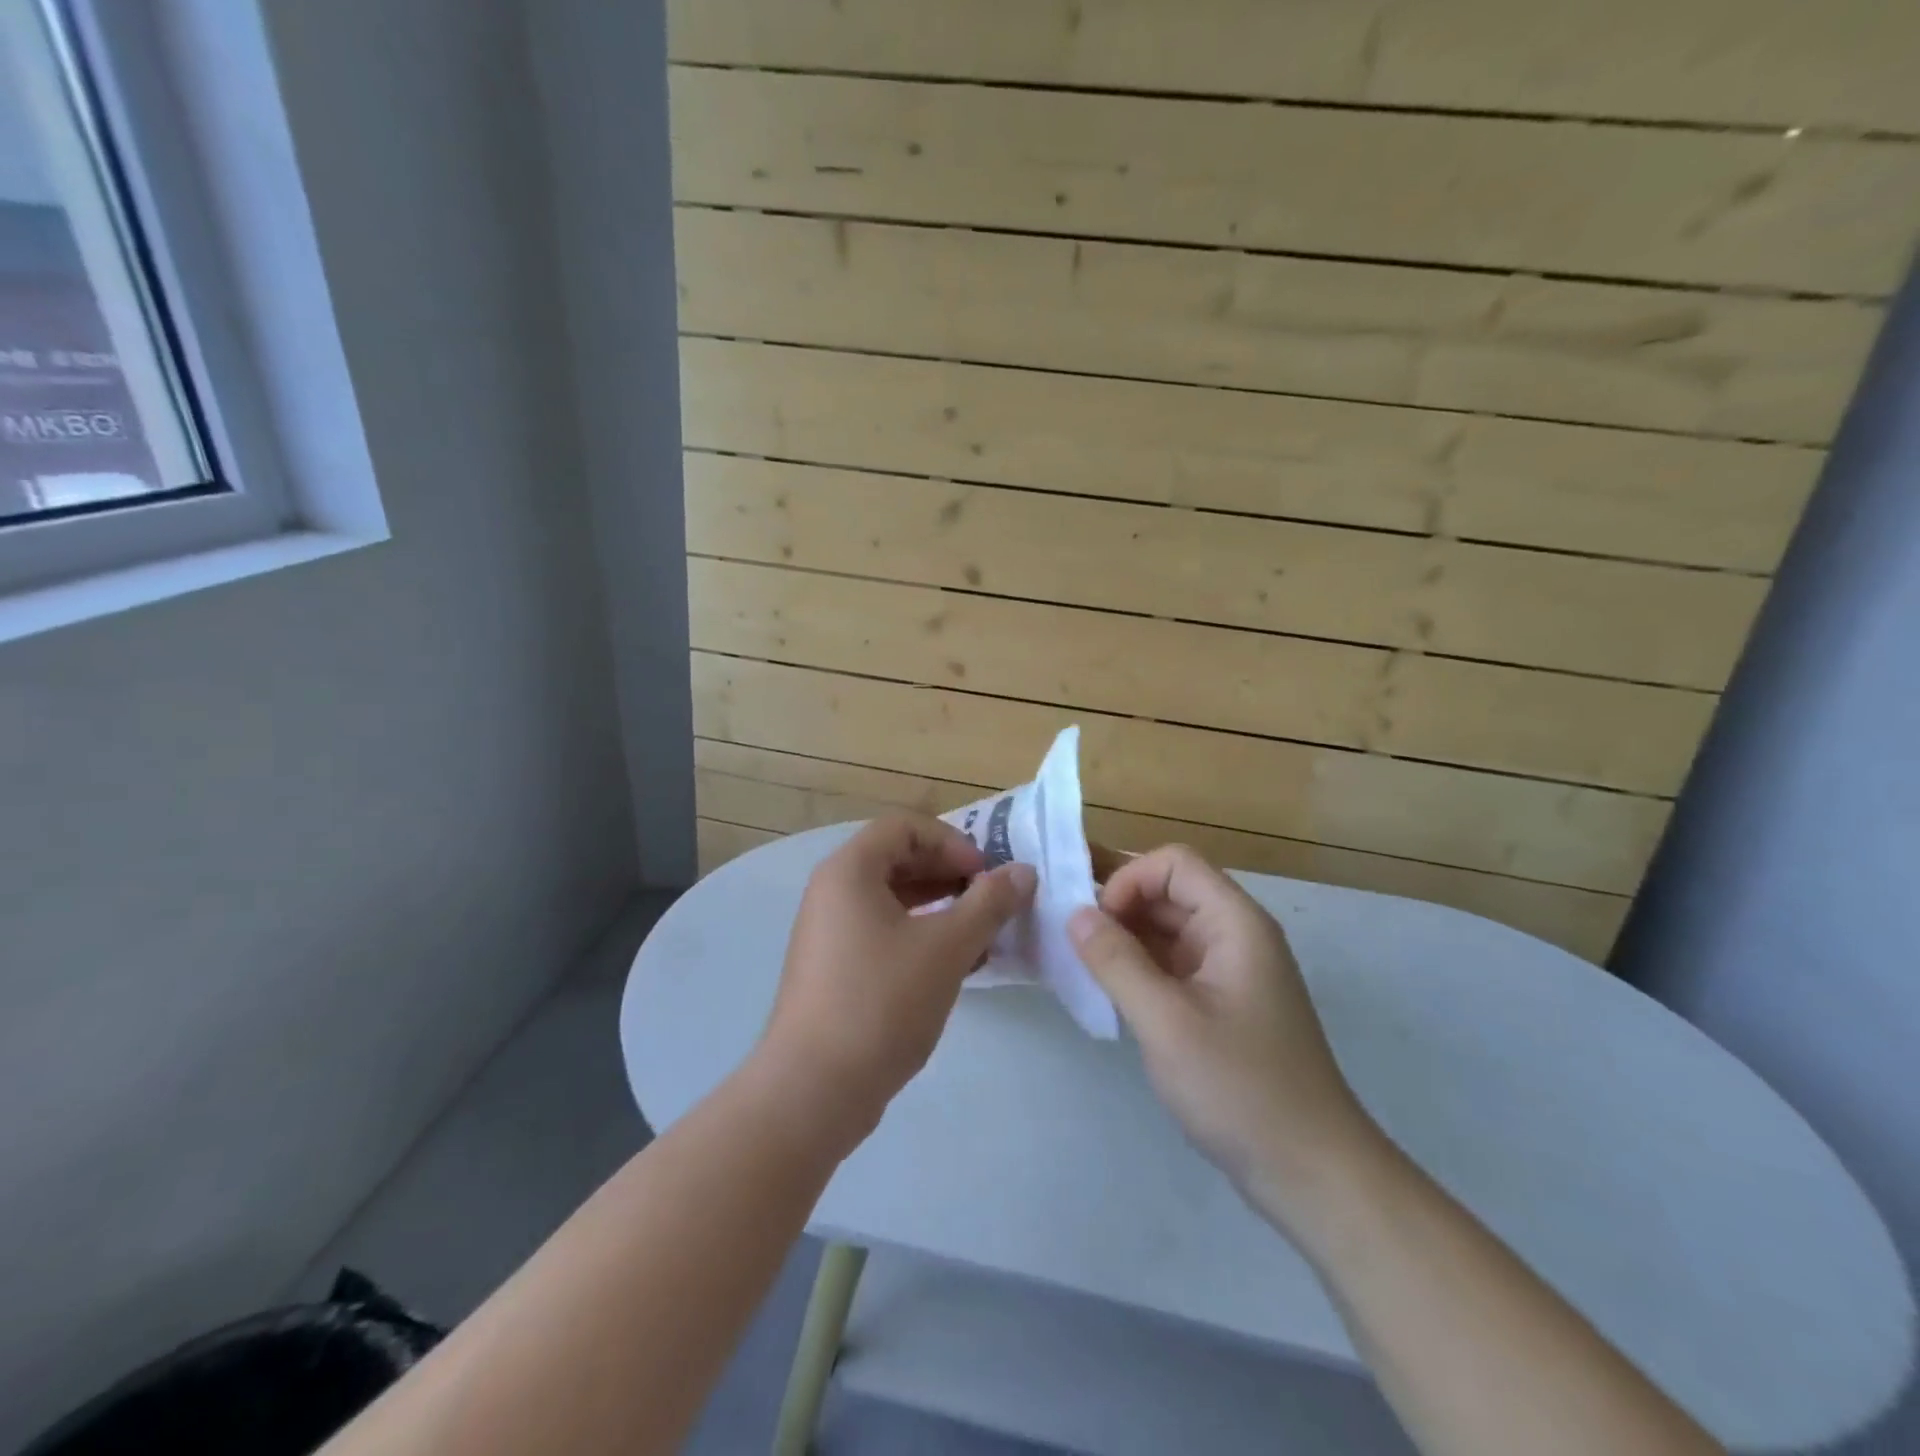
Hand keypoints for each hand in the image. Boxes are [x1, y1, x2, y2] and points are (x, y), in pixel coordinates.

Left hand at [758, 814, 1035, 1150]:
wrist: (814, 1091)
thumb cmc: (881, 1003)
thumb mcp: (946, 948)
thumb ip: (989, 904)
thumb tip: (1024, 872)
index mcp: (849, 870)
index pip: (905, 827)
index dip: (952, 842)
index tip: (985, 876)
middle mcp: (832, 891)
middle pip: (898, 858)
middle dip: (950, 874)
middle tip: (990, 902)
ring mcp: (829, 931)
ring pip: (893, 898)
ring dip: (940, 906)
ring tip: (980, 934)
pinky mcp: (834, 966)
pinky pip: (882, 930)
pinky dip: (920, 935)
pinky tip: (954, 965)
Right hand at [1068, 845, 1375, 1213]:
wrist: (1310, 1172)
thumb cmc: (1241, 1089)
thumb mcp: (1167, 1022)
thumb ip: (1117, 961)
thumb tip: (1075, 913)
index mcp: (1234, 923)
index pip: (1174, 864)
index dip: (1129, 879)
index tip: (1094, 921)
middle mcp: (1234, 935)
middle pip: (1169, 892)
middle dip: (1118, 905)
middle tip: (1068, 935)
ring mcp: (1228, 971)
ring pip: (1166, 929)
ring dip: (1123, 937)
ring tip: (1078, 961)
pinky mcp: (1219, 1003)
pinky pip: (1171, 964)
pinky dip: (1137, 967)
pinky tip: (1106, 988)